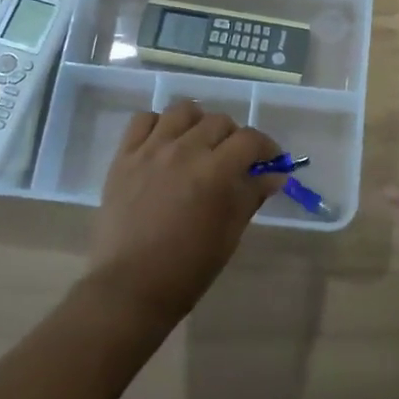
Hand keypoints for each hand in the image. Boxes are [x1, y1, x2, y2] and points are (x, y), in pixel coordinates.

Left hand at [86, 99, 282, 329]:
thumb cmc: (187, 269)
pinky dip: (158, 125)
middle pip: (219, 121)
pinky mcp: (124, 156)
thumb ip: (251, 196)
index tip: (270, 162)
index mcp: (215, 172)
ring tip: (198, 143)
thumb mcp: (229, 234)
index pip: (250, 139)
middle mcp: (185, 150)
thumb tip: (274, 176)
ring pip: (182, 111)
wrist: (130, 287)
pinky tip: (164, 144)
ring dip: (198, 122)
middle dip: (234, 137)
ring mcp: (151, 150)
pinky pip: (142, 120)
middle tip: (234, 159)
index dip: (267, 147)